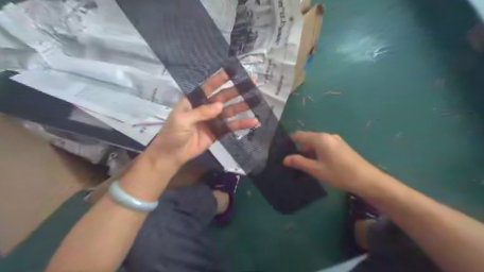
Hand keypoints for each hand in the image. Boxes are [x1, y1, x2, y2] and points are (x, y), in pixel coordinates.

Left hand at [142, 68, 258, 167]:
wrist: (172, 154)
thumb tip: (220, 105)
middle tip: (252, 84)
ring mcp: (213, 120)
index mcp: (194, 101)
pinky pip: (231, 127)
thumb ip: (201, 112)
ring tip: (256, 101)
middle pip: (223, 98)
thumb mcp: (183, 119)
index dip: (220, 79)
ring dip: (242, 107)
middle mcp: (205, 108)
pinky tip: (253, 122)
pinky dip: (241, 124)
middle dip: (236, 91)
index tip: (232, 71)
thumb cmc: (173, 133)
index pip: (208, 87)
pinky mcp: (218, 132)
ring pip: (230, 111)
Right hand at [285, 130, 381, 192]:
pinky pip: (324, 147)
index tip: (282, 151)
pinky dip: (317, 154)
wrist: (367, 179)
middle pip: (308, 139)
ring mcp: (335, 140)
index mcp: (320, 138)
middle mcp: (327, 136)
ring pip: (316, 144)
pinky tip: (316, 165)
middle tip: (291, 162)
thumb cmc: (339, 173)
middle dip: (299, 149)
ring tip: (302, 165)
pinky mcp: (341, 146)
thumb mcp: (316, 169)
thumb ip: (299, 162)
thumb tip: (285, 159)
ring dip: (309, 153)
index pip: (299, 135)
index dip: (290, 142)